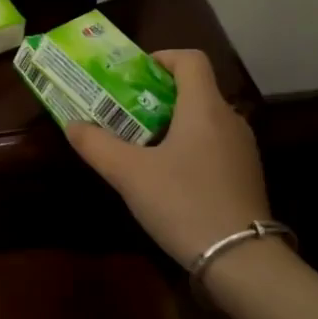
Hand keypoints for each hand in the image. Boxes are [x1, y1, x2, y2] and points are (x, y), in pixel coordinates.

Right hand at [65, 49, 276, 268]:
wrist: (241, 260)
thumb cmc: (183, 203)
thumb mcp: (129, 174)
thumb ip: (97, 145)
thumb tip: (72, 125)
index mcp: (204, 108)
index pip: (190, 59)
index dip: (161, 58)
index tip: (133, 76)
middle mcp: (229, 120)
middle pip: (195, 89)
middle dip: (157, 95)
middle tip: (125, 112)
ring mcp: (242, 149)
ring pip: (204, 119)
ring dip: (173, 123)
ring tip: (141, 144)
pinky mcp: (246, 175)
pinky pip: (214, 144)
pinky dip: (189, 146)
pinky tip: (168, 176)